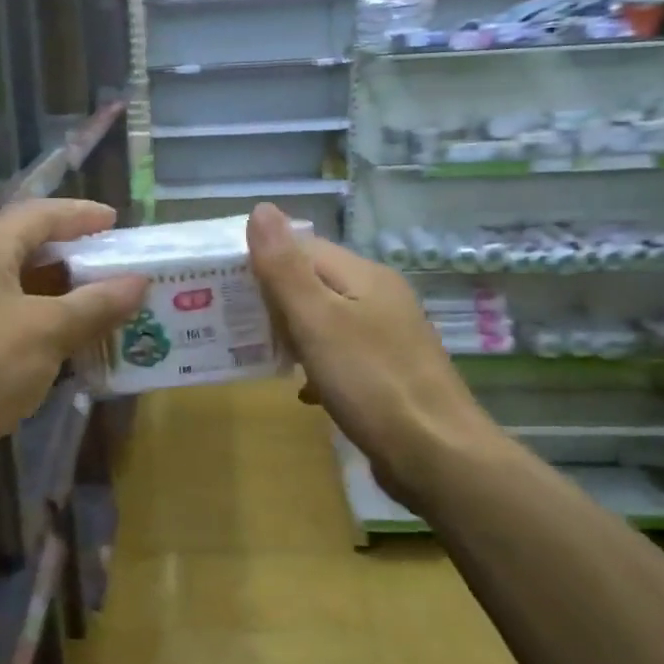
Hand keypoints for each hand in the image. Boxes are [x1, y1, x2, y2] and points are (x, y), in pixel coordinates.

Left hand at [0, 198, 145, 493]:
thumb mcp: (47, 331)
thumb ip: (95, 304)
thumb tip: (139, 282)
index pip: (39, 215)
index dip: (81, 215)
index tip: (118, 223)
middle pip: (31, 249)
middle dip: (79, 257)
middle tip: (122, 265)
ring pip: (26, 288)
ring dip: (68, 295)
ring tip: (113, 302)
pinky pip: (17, 320)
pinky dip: (50, 324)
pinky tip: (81, 340)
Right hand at [247, 203, 502, 508]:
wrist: (436, 456)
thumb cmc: (370, 382)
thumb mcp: (317, 320)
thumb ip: (285, 268)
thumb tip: (261, 208)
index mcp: (364, 275)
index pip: (304, 248)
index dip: (264, 261)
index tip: (227, 288)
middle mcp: (380, 297)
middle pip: (316, 283)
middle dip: (276, 301)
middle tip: (238, 325)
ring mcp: (389, 336)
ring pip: (328, 321)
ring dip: (294, 334)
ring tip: (263, 355)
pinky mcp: (390, 373)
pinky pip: (343, 356)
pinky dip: (318, 366)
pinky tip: (304, 391)